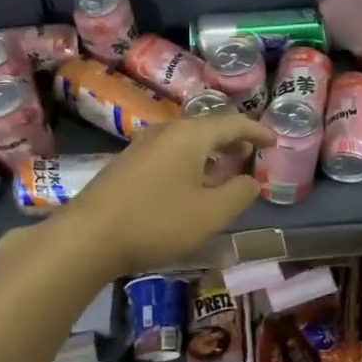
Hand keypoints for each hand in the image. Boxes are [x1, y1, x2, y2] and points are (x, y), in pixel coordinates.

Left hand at [58, 113, 273, 275]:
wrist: (87, 237)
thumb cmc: (157, 222)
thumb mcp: (211, 214)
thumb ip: (239, 194)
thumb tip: (250, 181)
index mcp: (191, 136)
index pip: (233, 123)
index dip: (257, 132)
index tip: (274, 141)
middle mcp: (166, 132)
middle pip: (207, 128)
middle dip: (232, 141)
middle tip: (249, 156)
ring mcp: (141, 147)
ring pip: (185, 142)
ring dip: (209, 154)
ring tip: (222, 172)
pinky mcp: (125, 165)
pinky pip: (168, 154)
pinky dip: (188, 163)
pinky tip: (187, 187)